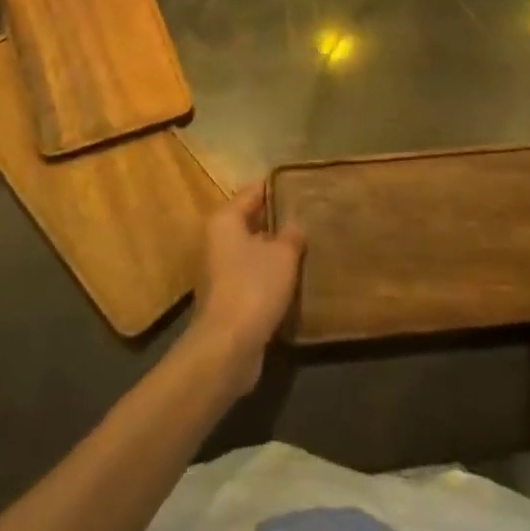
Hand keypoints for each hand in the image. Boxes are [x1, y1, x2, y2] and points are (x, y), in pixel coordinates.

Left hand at [187, 183, 304, 394]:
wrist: (228, 347)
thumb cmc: (254, 287)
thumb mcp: (282, 254)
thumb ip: (292, 234)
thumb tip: (296, 223)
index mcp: (226, 220)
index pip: (253, 191)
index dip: (278, 186)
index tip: (303, 183)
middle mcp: (218, 240)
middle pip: (252, 220)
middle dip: (279, 219)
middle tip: (311, 214)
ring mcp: (221, 271)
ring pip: (254, 250)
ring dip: (276, 249)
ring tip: (309, 244)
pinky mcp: (228, 298)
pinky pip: (254, 275)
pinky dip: (272, 274)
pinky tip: (296, 277)